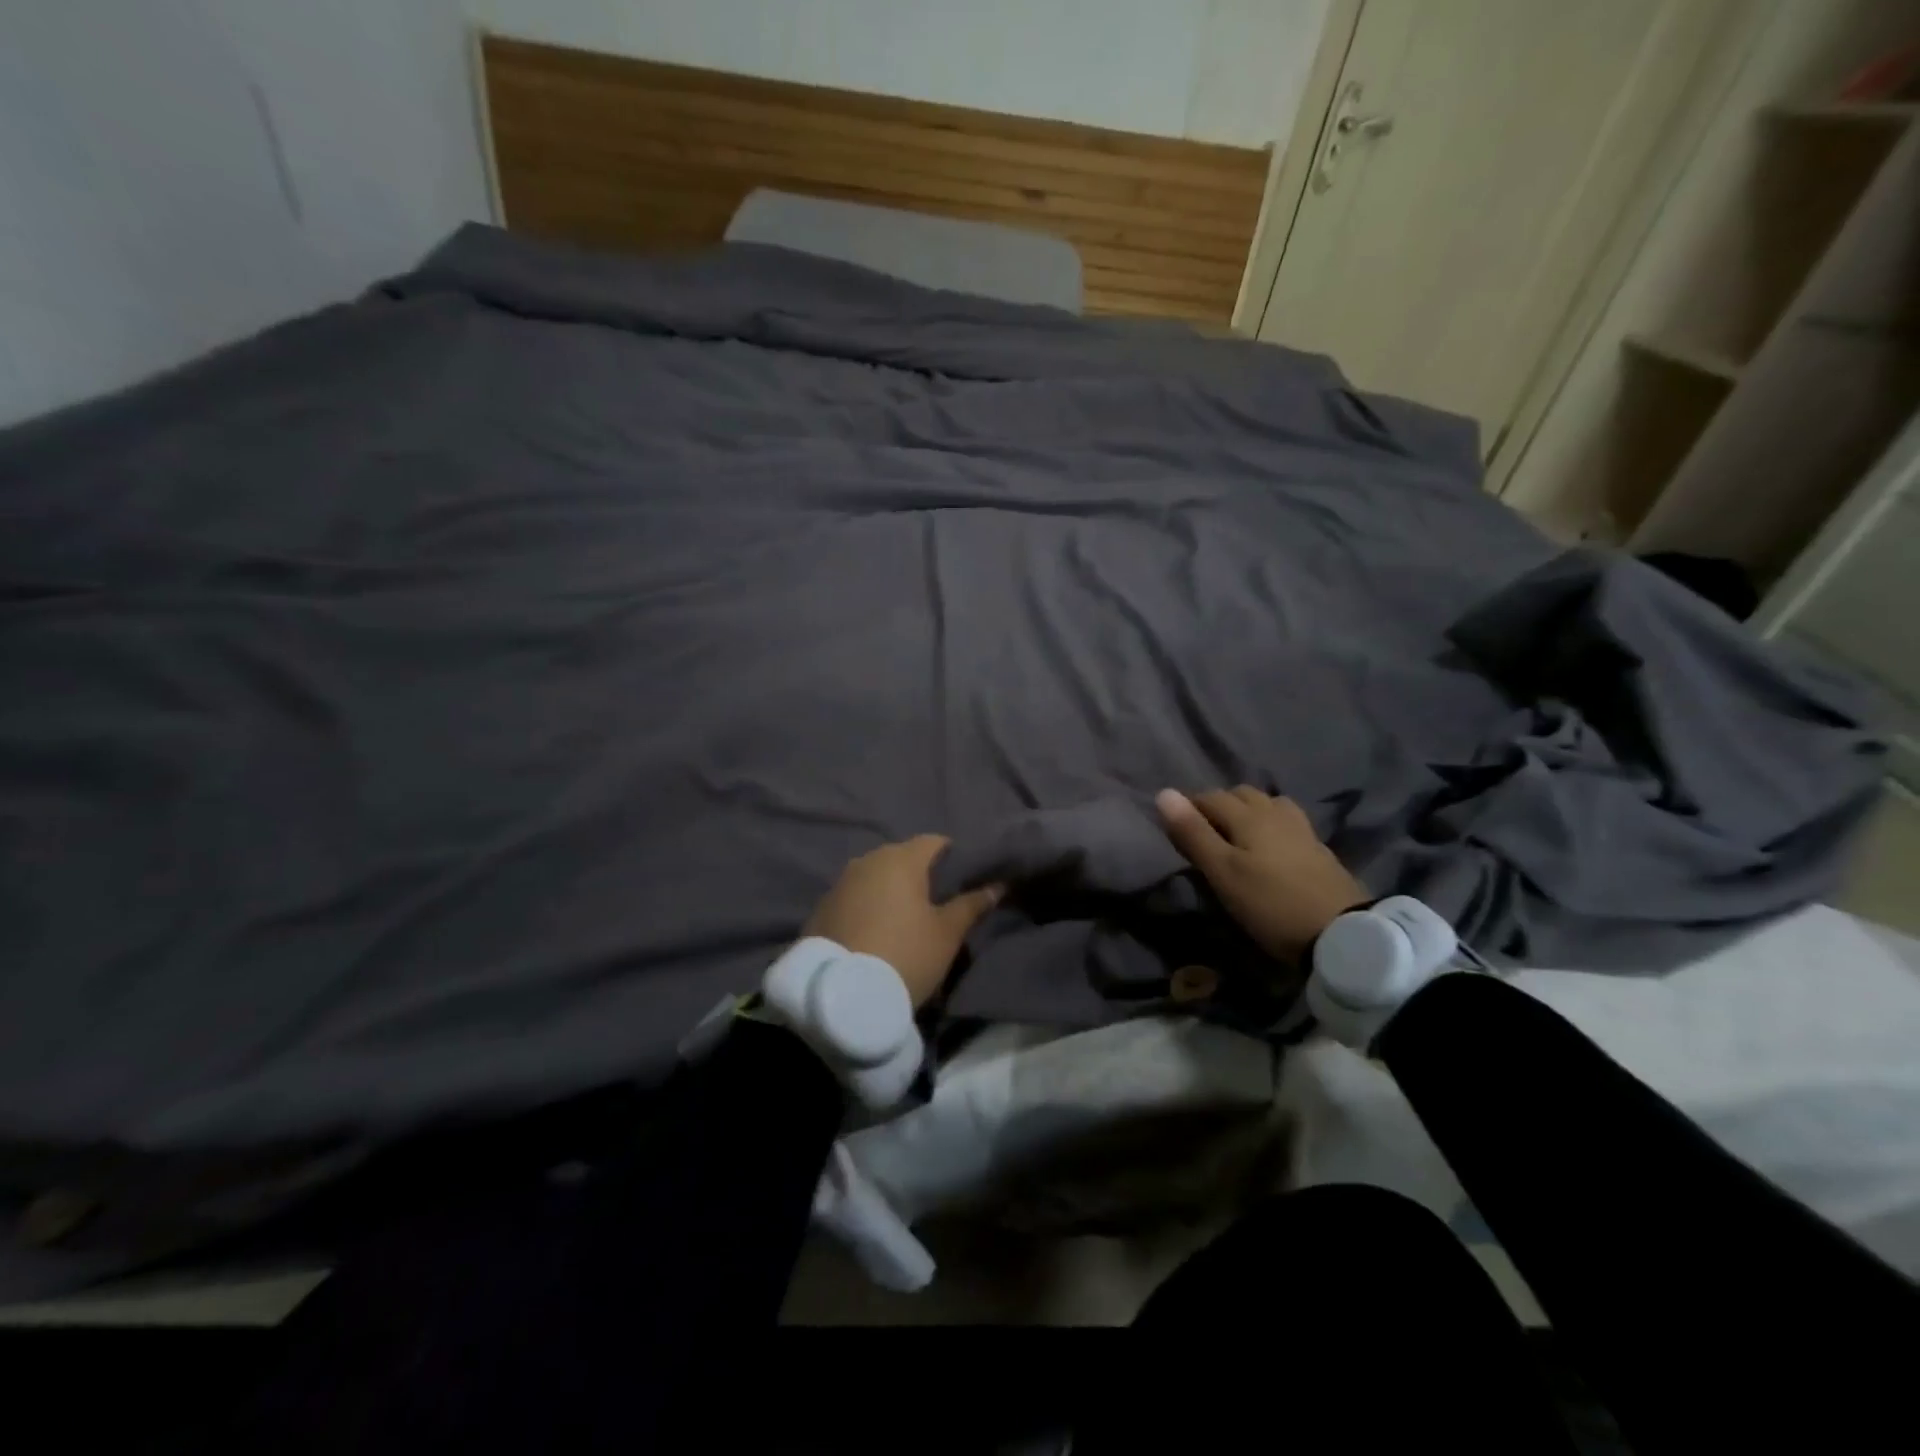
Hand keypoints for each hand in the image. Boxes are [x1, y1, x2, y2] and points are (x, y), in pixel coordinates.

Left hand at [804, 836, 1001, 1007]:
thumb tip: (997, 886)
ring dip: (891, 890)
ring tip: (906, 918)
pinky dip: (868, 906)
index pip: (934, 841)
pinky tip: (876, 931)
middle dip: (920, 873)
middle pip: (902, 857)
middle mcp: (868, 860)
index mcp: (902, 859)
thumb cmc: (905, 954)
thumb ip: (971, 905)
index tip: (964, 877)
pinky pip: (855, 897)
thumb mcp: (947, 933)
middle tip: (938, 901)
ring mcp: (841, 882)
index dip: (952, 855)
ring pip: (876, 876)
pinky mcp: (822, 907)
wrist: (840, 995)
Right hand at [1156, 787, 1367, 962]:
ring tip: (1236, 835)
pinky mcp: (1318, 848)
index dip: (1188, 807)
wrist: (1342, 934)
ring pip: (1267, 804)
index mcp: (1249, 815)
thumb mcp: (1222, 872)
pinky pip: (1286, 821)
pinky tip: (1269, 844)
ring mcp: (1301, 829)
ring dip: (1247, 810)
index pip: (1209, 797)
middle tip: (1203, 832)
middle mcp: (1275, 812)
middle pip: (1240, 794)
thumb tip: (1164, 792)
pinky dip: (1270, 823)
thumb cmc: (1270, 903)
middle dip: (1218, 805)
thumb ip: (1193, 833)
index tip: (1175, 828)